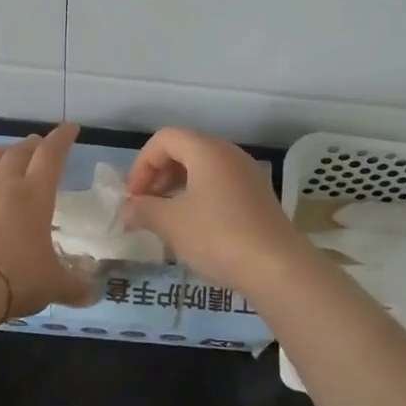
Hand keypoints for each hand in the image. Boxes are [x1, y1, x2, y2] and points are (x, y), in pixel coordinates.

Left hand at [0, 123, 98, 316]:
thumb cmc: (18, 279)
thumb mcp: (53, 285)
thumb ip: (74, 287)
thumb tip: (92, 296)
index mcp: (34, 196)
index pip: (51, 155)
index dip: (62, 138)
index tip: (70, 128)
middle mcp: (2, 188)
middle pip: (16, 153)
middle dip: (30, 145)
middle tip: (36, 143)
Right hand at [120, 128, 312, 294]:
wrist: (277, 267)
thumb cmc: (217, 236)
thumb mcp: (171, 223)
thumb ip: (143, 210)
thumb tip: (127, 209)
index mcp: (206, 150)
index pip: (165, 139)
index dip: (142, 163)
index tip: (134, 196)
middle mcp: (229, 154)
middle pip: (185, 150)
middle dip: (159, 174)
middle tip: (146, 205)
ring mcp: (248, 174)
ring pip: (203, 169)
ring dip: (178, 187)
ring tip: (166, 218)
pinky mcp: (258, 197)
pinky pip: (220, 185)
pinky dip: (200, 197)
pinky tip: (193, 228)